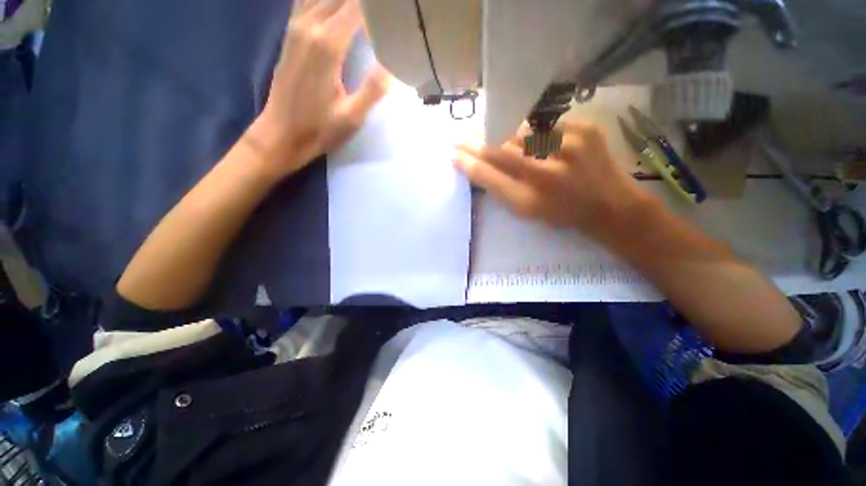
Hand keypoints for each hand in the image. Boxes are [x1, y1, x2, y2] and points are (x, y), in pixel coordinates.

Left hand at [250, 0, 390, 176]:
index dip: (377, 6)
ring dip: (344, 0)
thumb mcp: (351, 117)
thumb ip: (372, 89)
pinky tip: (337, 8)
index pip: (356, 7)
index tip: (395, 11)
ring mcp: (296, 27)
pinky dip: (324, 1)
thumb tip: (394, 65)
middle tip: (384, 12)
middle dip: (363, 2)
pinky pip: (307, 1)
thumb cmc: (319, 129)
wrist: (281, 134)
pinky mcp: (290, 34)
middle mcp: (309, 26)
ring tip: (365, 10)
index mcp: (327, 45)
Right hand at [455, 120, 652, 241]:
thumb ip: (501, 189)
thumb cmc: (562, 214)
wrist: (611, 206)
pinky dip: (529, 127)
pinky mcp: (586, 129)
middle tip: (460, 138)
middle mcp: (545, 174)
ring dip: (497, 131)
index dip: (467, 162)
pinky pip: (545, 122)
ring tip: (485, 131)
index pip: (487, 175)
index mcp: (528, 201)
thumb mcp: (527, 212)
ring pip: (518, 131)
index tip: (452, 154)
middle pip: (498, 149)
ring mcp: (568, 147)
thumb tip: (477, 165)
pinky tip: (523, 131)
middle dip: (474, 142)